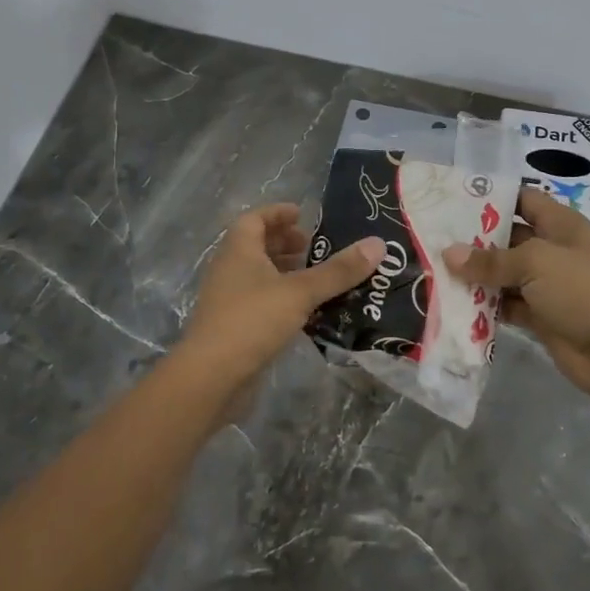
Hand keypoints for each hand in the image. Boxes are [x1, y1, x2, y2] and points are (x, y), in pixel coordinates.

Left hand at [177, 203, 384, 395]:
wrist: (211, 377)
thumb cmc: (252, 321)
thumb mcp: (300, 292)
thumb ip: (338, 271)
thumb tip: (378, 243)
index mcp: (239, 250)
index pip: (255, 218)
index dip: (278, 213)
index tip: (303, 214)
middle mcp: (229, 269)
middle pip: (256, 246)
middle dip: (285, 243)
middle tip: (314, 247)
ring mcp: (228, 299)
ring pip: (258, 275)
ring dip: (284, 271)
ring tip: (316, 277)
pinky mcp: (233, 326)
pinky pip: (260, 301)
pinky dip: (282, 298)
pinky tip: (306, 311)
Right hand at [444, 189, 589, 418]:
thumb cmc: (581, 290)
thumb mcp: (534, 263)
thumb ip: (490, 260)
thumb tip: (449, 254)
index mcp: (559, 225)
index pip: (522, 200)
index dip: (493, 198)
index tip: (453, 201)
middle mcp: (552, 250)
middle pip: (508, 238)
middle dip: (474, 240)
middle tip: (432, 238)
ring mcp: (546, 285)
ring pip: (503, 274)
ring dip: (475, 275)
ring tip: (432, 270)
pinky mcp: (540, 316)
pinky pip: (506, 305)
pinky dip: (484, 305)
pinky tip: (453, 303)